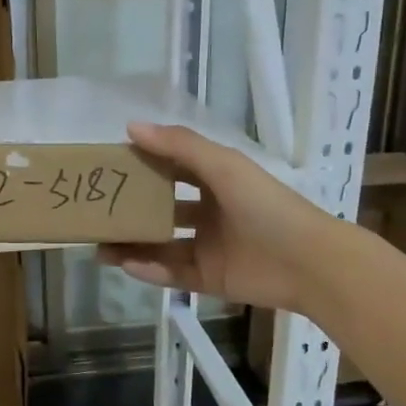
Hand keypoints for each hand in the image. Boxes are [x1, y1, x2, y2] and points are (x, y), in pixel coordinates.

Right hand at [98, 122, 328, 311]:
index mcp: (216, 182)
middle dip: (131, 212)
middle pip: (162, 211)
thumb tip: (131, 127)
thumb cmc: (266, 206)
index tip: (109, 167)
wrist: (309, 262)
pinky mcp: (209, 279)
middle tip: (97, 214)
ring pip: (160, 246)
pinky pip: (172, 274)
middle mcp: (210, 213)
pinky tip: (127, 265)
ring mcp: (208, 248)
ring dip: (132, 246)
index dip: (143, 166)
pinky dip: (150, 271)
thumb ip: (179, 146)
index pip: (172, 170)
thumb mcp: (223, 167)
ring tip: (99, 247)